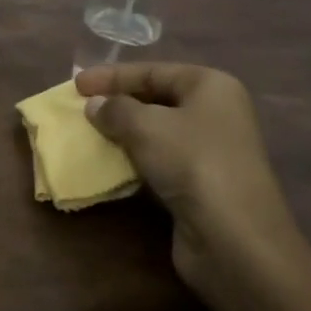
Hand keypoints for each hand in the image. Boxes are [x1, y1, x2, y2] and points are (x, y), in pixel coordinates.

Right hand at [73, 62, 310, 310]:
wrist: (234, 239)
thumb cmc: (192, 162)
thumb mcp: (145, 126)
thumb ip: (115, 109)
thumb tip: (95, 105)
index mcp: (211, 86)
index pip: (154, 71)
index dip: (113, 75)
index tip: (76, 84)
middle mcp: (216, 113)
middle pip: (157, 98)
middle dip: (118, 103)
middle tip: (82, 107)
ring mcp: (211, 151)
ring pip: (158, 132)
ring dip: (124, 133)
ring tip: (90, 134)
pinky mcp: (202, 185)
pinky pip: (161, 162)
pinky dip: (135, 160)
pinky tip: (111, 164)